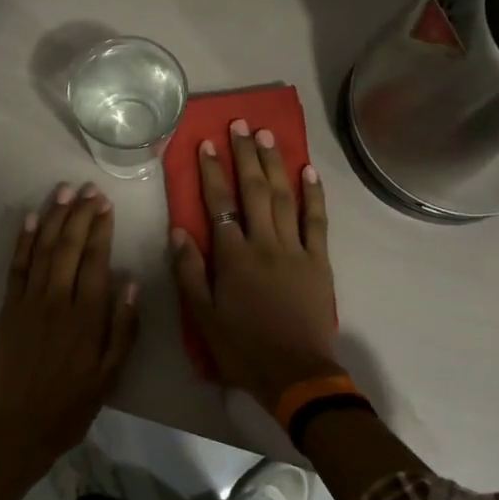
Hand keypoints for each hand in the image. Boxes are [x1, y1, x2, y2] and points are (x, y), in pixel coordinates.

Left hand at [0, 181, 139, 478]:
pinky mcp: (8, 309)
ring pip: (43, 250)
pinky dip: (23, 241)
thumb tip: (130, 282)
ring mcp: (29, 302)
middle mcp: (58, 301)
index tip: (106, 205)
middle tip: (89, 189)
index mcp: (87, 317)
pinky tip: (31, 219)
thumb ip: (123, 328)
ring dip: (54, 218)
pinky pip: (16, 267)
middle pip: (69, 248)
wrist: (19, 427)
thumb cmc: (71, 404)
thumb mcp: (110, 375)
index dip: (101, 230)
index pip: (96, 261)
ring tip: (64, 192)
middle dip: (80, 215)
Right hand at [169, 120, 339, 411]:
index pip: (219, 204)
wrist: (295, 374)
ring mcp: (295, 249)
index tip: (207, 143)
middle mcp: (264, 243)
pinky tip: (308, 171)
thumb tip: (179, 230)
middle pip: (254, 190)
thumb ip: (189, 271)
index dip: (212, 172)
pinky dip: (313, 194)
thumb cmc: (242, 347)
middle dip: (245, 155)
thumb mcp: (203, 316)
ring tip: (267, 136)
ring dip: (275, 164)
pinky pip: (318, 221)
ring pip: (284, 197)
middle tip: (241, 125)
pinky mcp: (319, 261)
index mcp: (233, 257)